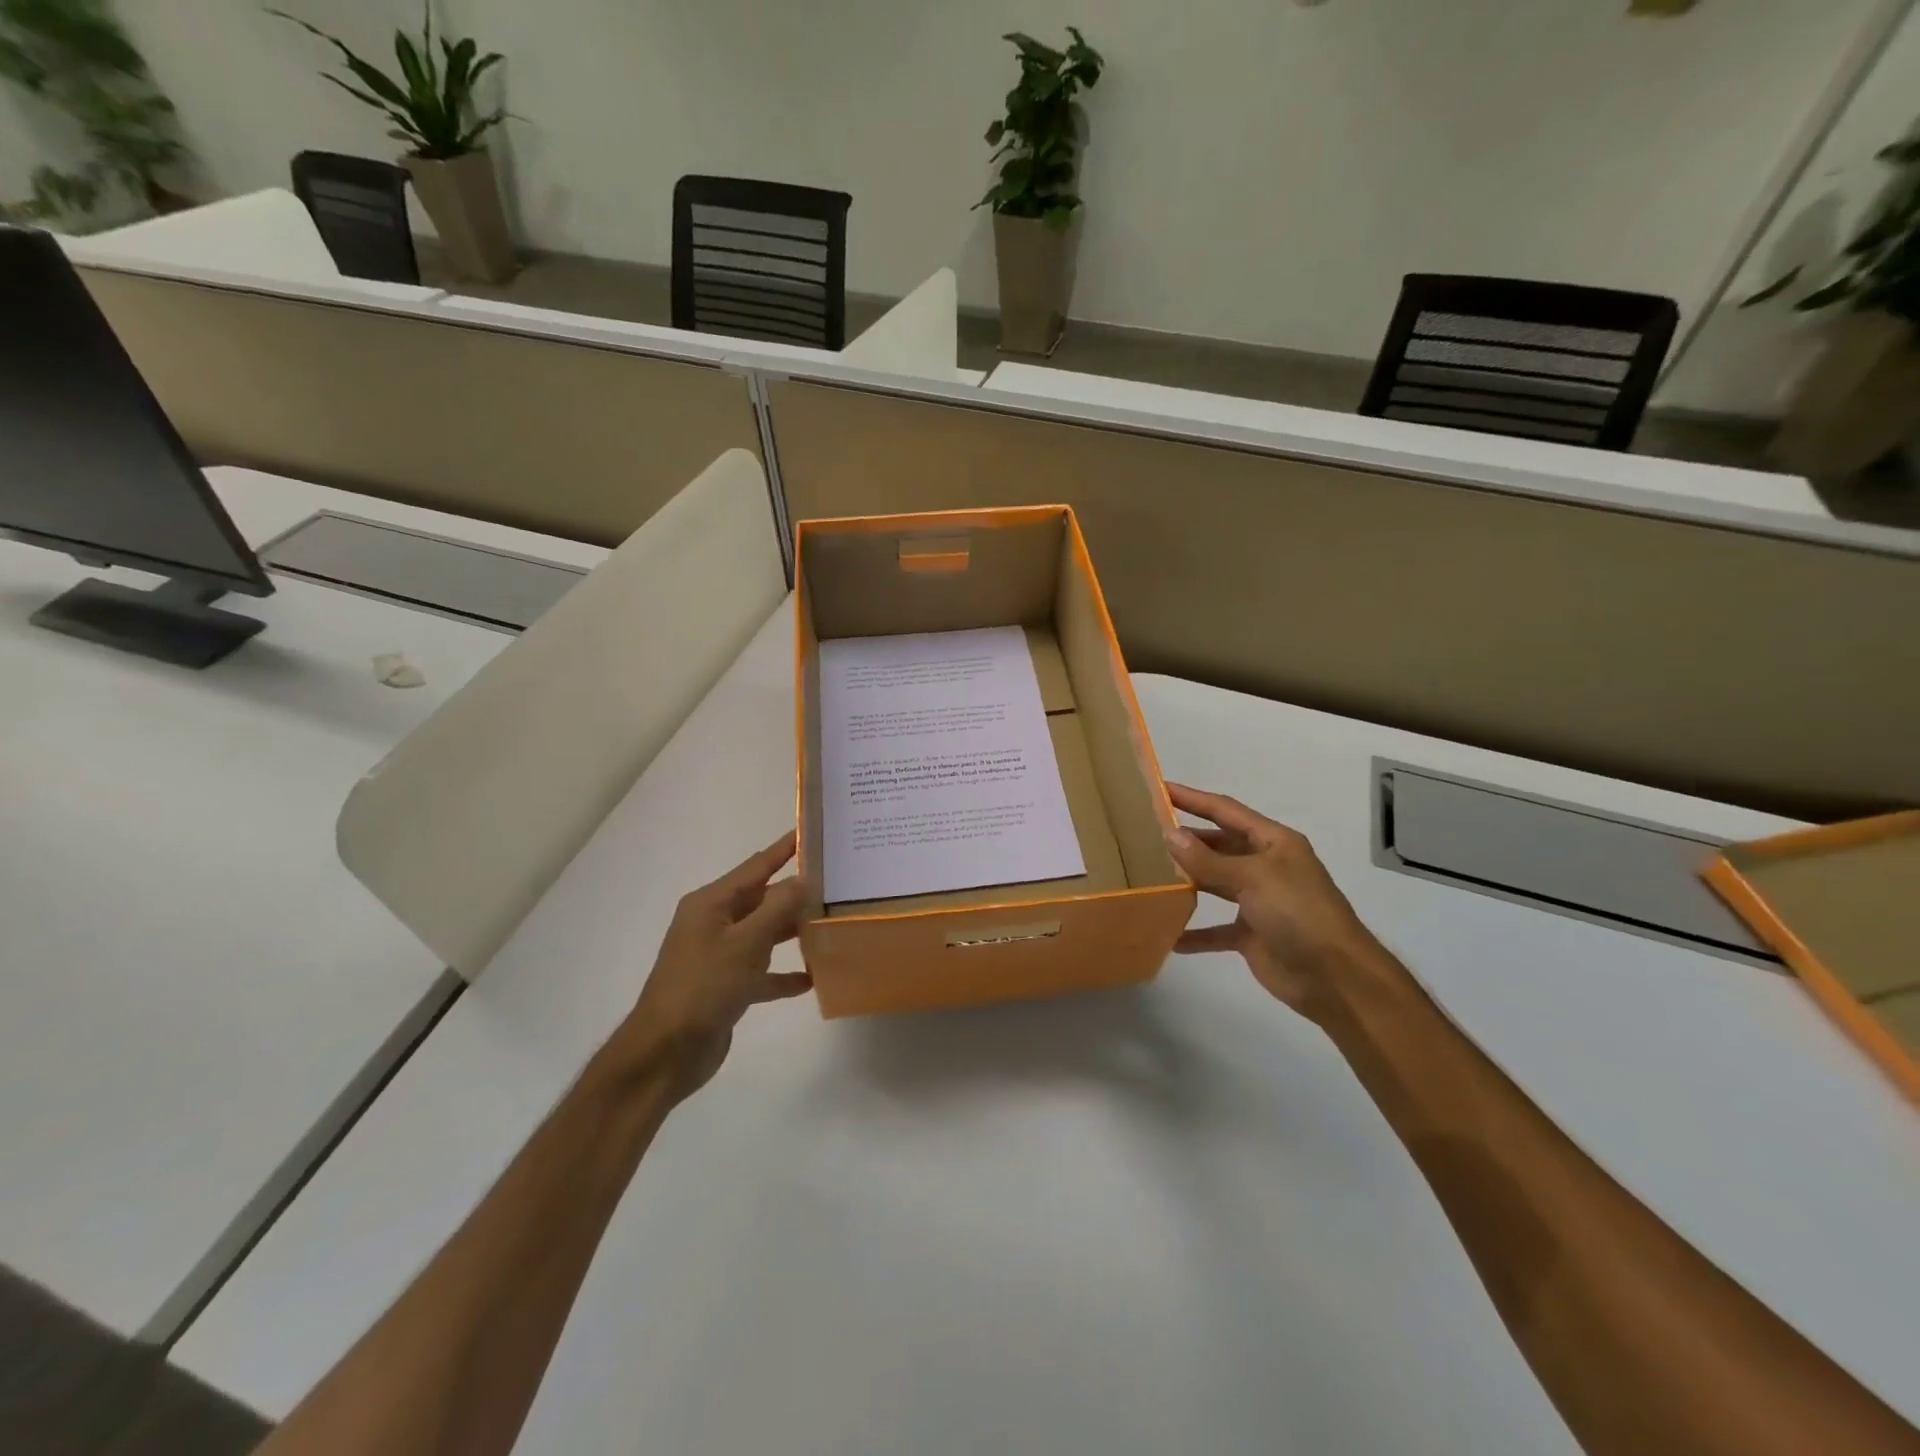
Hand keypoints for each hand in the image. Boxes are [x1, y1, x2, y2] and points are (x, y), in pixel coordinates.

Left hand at [613, 832, 812, 1097]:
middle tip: (837, 882)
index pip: (756, 867)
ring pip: (764, 935)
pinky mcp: (727, 988)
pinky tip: (812, 977)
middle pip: (762, 900)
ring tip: (831, 923)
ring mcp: (720, 956)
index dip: (784, 849)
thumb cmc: (703, 987)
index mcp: (711, 904)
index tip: (813, 832)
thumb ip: (778, 908)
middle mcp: (714, 924)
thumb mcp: (745, 943)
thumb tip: (805, 878)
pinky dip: (783, 974)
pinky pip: (762, 973)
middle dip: (796, 892)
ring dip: (793, 931)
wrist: (665, 1053)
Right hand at [1163, 782, 1384, 1018]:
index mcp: (1273, 842)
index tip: (1160, 789)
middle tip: (1145, 834)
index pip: (1226, 811)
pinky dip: (1195, 932)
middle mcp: (1265, 866)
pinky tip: (1168, 933)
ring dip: (1187, 881)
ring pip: (1215, 883)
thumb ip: (1208, 860)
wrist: (1335, 977)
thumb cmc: (1298, 913)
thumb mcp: (1252, 878)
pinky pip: (1216, 929)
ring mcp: (1259, 901)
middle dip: (1187, 839)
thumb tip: (1170, 835)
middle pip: (1219, 845)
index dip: (1193, 799)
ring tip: (1149, 875)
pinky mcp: (1252, 934)